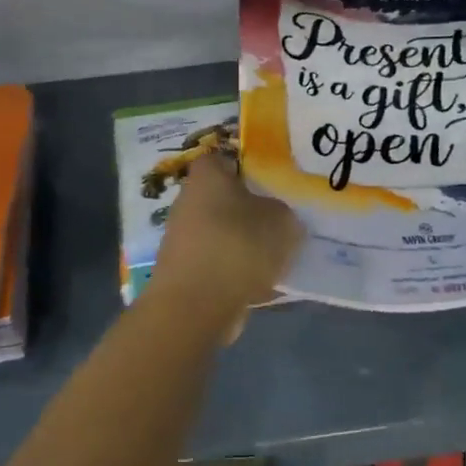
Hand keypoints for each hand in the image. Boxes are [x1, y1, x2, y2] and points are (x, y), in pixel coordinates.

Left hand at [148, 154, 301, 334]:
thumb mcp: (282, 221)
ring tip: (277, 256)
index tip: (275, 183)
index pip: (225, 158)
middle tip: (282, 221)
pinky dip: (236, 270)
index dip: (249, 166)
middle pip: (224, 198)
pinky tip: (261, 284)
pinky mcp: (184, 272)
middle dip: (250, 209)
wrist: (196, 306)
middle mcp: (187, 201)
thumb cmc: (237, 246)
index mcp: (206, 176)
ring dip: (244, 243)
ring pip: (222, 232)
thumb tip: (278, 217)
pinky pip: (218, 263)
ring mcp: (182, 238)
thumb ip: (284, 212)